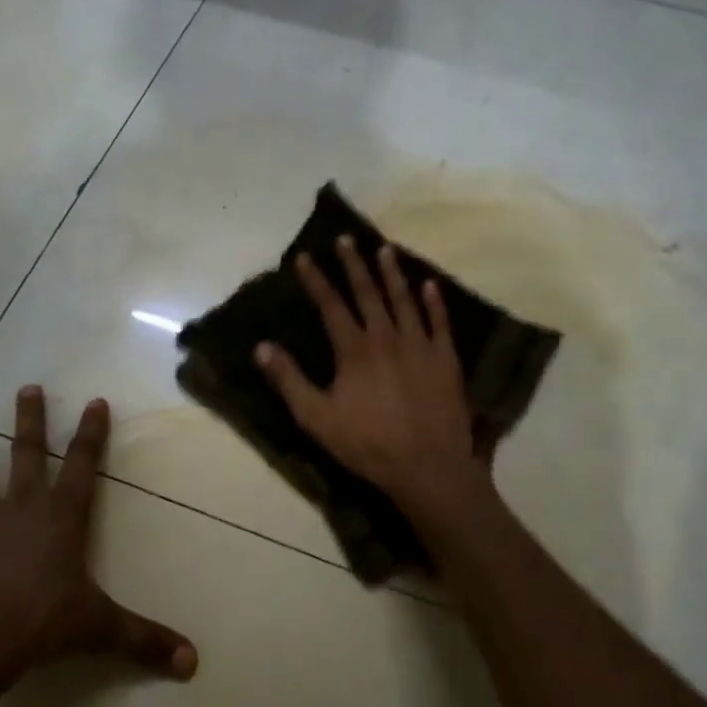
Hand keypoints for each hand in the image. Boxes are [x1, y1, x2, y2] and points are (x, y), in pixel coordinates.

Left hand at [0, 387, 198, 684]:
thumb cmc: (44, 622)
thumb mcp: (102, 629)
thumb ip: (146, 640)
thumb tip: (193, 662)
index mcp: (61, 517)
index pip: (83, 465)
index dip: (92, 433)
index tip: (94, 401)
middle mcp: (22, 510)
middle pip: (28, 456)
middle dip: (30, 422)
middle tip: (27, 388)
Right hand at [254, 236, 495, 526]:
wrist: (428, 467)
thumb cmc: (368, 444)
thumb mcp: (316, 418)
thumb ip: (289, 380)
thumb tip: (261, 346)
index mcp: (354, 349)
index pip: (331, 305)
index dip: (316, 279)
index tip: (304, 257)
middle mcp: (386, 337)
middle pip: (367, 293)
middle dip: (354, 264)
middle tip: (346, 239)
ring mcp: (419, 345)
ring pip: (404, 300)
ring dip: (392, 273)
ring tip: (384, 249)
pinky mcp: (445, 359)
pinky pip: (439, 322)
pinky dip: (434, 302)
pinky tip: (429, 285)